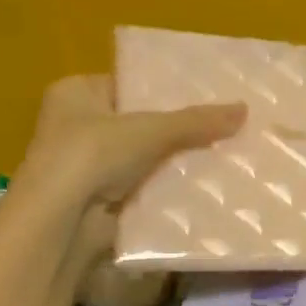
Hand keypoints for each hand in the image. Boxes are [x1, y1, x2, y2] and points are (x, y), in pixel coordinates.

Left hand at [16, 75, 245, 207]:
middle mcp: (76, 125)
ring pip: (145, 158)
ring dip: (175, 161)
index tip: (207, 96)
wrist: (61, 221)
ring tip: (224, 154)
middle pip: (140, 123)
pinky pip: (144, 187)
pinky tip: (205, 187)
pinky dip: (168, 189)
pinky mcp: (100, 200)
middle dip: (178, 129)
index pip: (130, 84)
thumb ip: (196, 120)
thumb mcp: (151, 129)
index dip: (167, 90)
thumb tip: (245, 110)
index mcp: (76, 93)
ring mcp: (86, 166)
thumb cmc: (92, 154)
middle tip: (223, 126)